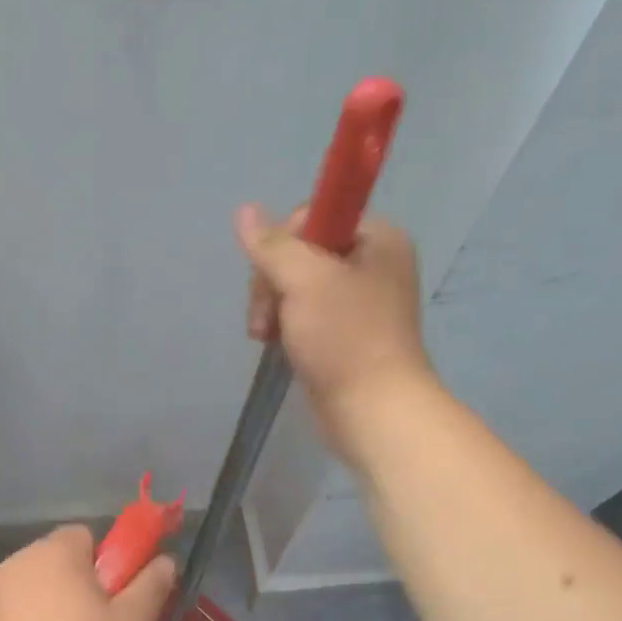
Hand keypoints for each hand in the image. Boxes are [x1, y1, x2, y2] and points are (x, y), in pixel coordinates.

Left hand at [0, 526, 175, 620]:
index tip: (118, 603)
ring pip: (35, 593)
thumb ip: (151, 586)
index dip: (108, 565)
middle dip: (81, 589)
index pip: (86, 536)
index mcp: (52, 552)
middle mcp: (14, 564)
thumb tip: (165, 560)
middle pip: (58, 564)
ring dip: (54, 612)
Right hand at [235, 204, 434, 447]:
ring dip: (271, 307)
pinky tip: (273, 344)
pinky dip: (282, 325)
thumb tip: (244, 210)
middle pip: (299, 252)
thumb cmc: (345, 339)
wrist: (373, 410)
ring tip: (265, 336)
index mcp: (377, 239)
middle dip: (272, 282)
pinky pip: (301, 314)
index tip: (274, 277)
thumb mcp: (305, 281)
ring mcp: (357, 302)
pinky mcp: (343, 334)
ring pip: (294, 286)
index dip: (283, 244)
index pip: (313, 217)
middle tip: (267, 316)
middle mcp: (371, 264)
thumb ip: (272, 245)